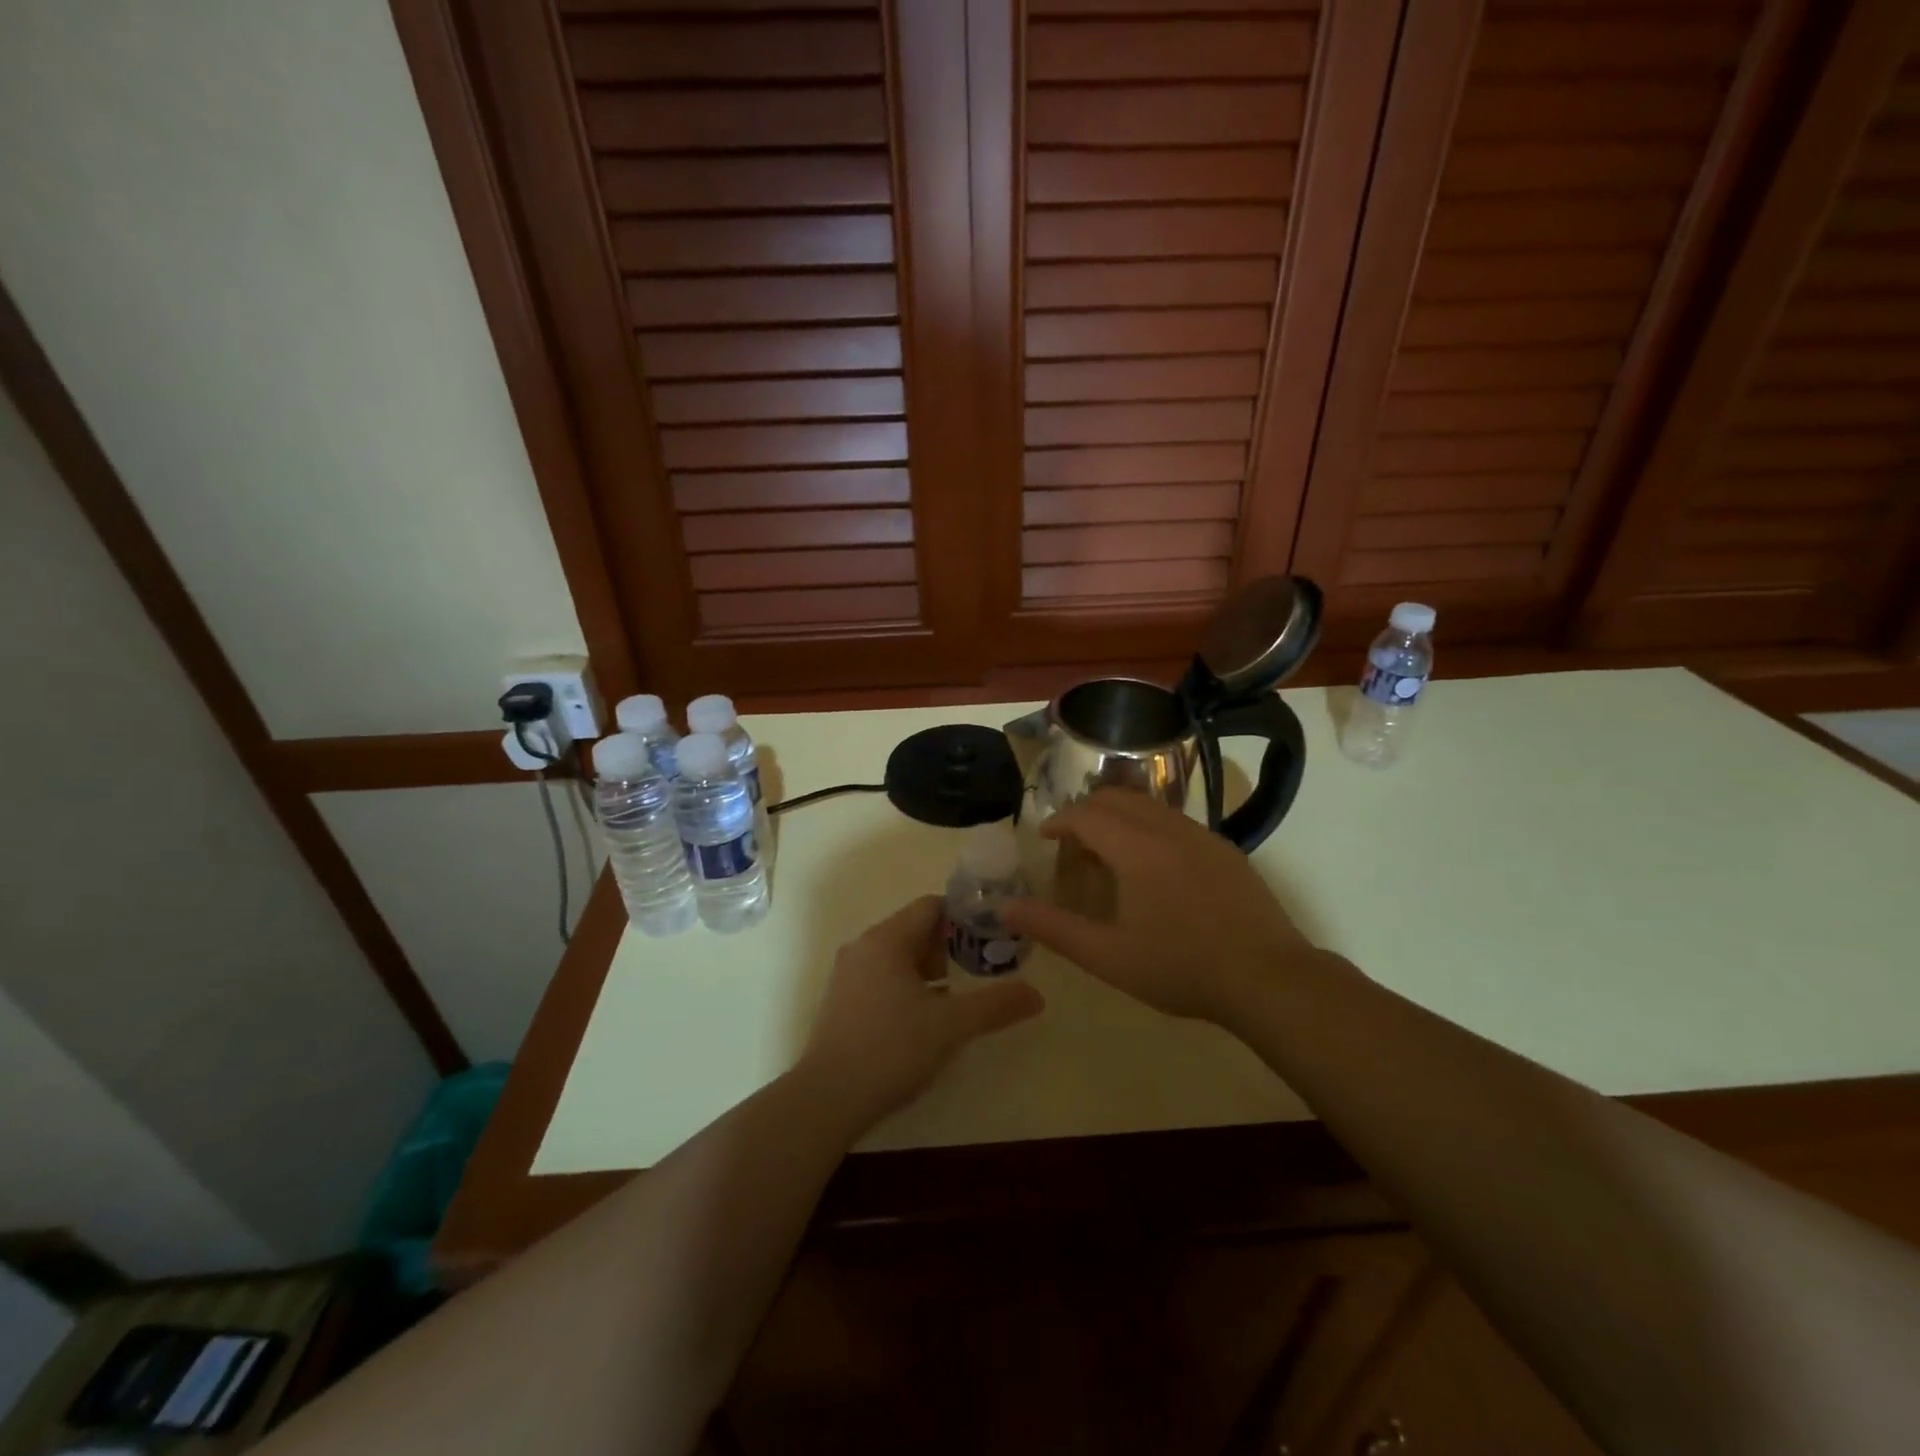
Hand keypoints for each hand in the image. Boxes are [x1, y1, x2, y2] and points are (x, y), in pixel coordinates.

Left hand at [799, 896, 1043, 1127]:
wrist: (827, 1099)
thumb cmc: (891, 1048)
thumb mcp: (951, 1026)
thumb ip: (995, 1005)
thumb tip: (1038, 995)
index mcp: (886, 939)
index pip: (930, 906)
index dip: (963, 915)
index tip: (992, 933)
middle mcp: (863, 947)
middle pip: (914, 930)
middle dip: (949, 946)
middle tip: (981, 968)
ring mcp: (848, 975)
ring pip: (898, 957)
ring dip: (930, 969)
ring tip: (958, 995)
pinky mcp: (842, 1002)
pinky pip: (882, 978)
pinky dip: (908, 986)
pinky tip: (925, 1019)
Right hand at [1004, 789, 1319, 1025]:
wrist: (1269, 979)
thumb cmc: (1181, 968)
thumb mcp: (1108, 957)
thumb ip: (1053, 929)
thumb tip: (1006, 908)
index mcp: (1137, 849)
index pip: (1087, 815)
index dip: (1060, 821)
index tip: (1046, 837)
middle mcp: (1169, 829)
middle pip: (1117, 798)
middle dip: (1087, 810)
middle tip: (1072, 841)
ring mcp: (1203, 836)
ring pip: (1150, 806)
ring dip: (1120, 816)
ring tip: (1108, 850)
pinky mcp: (1226, 850)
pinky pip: (1176, 821)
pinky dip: (1150, 826)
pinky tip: (1155, 865)